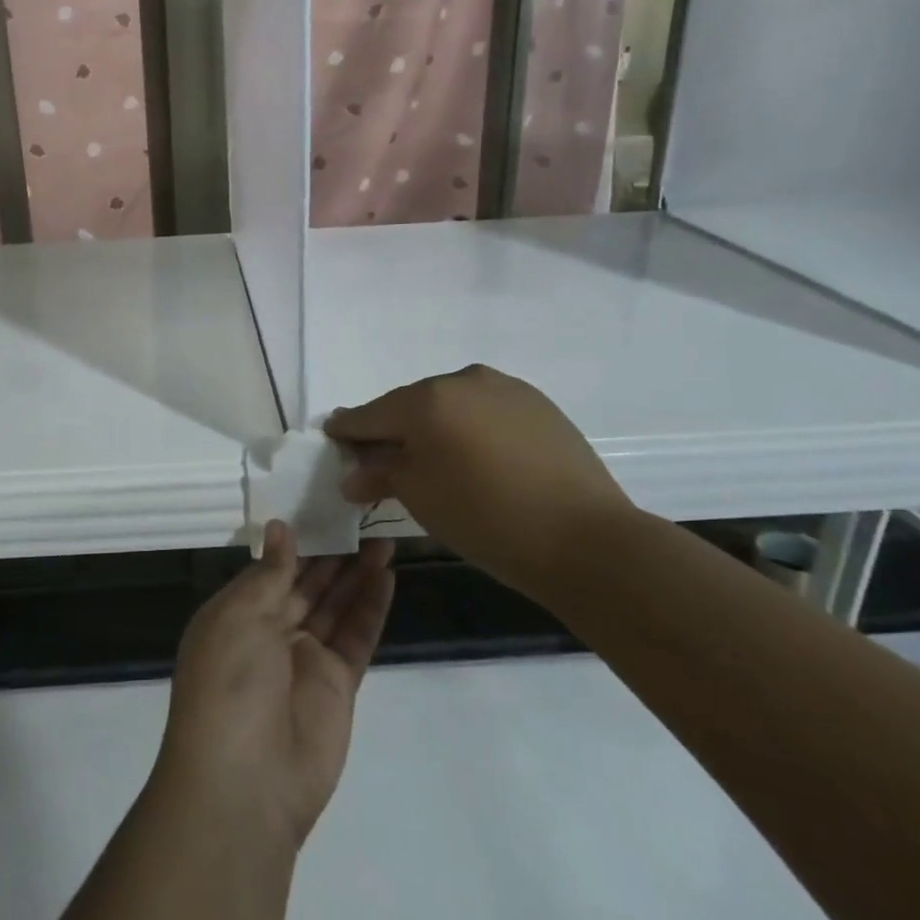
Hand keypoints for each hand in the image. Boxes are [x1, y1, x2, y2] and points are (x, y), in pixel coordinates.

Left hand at [156, 522, 394, 850]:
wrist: (245, 783)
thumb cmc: (228, 683)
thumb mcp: (239, 616)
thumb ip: (269, 574)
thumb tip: (280, 529)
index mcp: (236, 613)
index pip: (271, 567)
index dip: (297, 540)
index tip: (321, 506)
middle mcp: (270, 631)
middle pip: (307, 583)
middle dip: (332, 553)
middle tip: (362, 516)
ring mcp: (306, 658)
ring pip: (336, 604)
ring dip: (357, 572)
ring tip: (383, 536)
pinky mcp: (338, 685)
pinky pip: (356, 635)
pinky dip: (371, 606)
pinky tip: (387, 574)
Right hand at [324, 363, 632, 600]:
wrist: (587, 540)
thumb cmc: (487, 519)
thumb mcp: (420, 498)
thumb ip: (380, 475)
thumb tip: (352, 474)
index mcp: (426, 400)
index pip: (372, 414)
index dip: (348, 428)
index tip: (332, 434)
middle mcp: (462, 380)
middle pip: (411, 405)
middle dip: (393, 429)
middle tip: (381, 457)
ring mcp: (504, 388)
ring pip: (451, 405)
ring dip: (434, 427)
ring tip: (433, 460)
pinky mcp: (537, 403)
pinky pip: (485, 410)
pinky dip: (470, 428)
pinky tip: (477, 457)